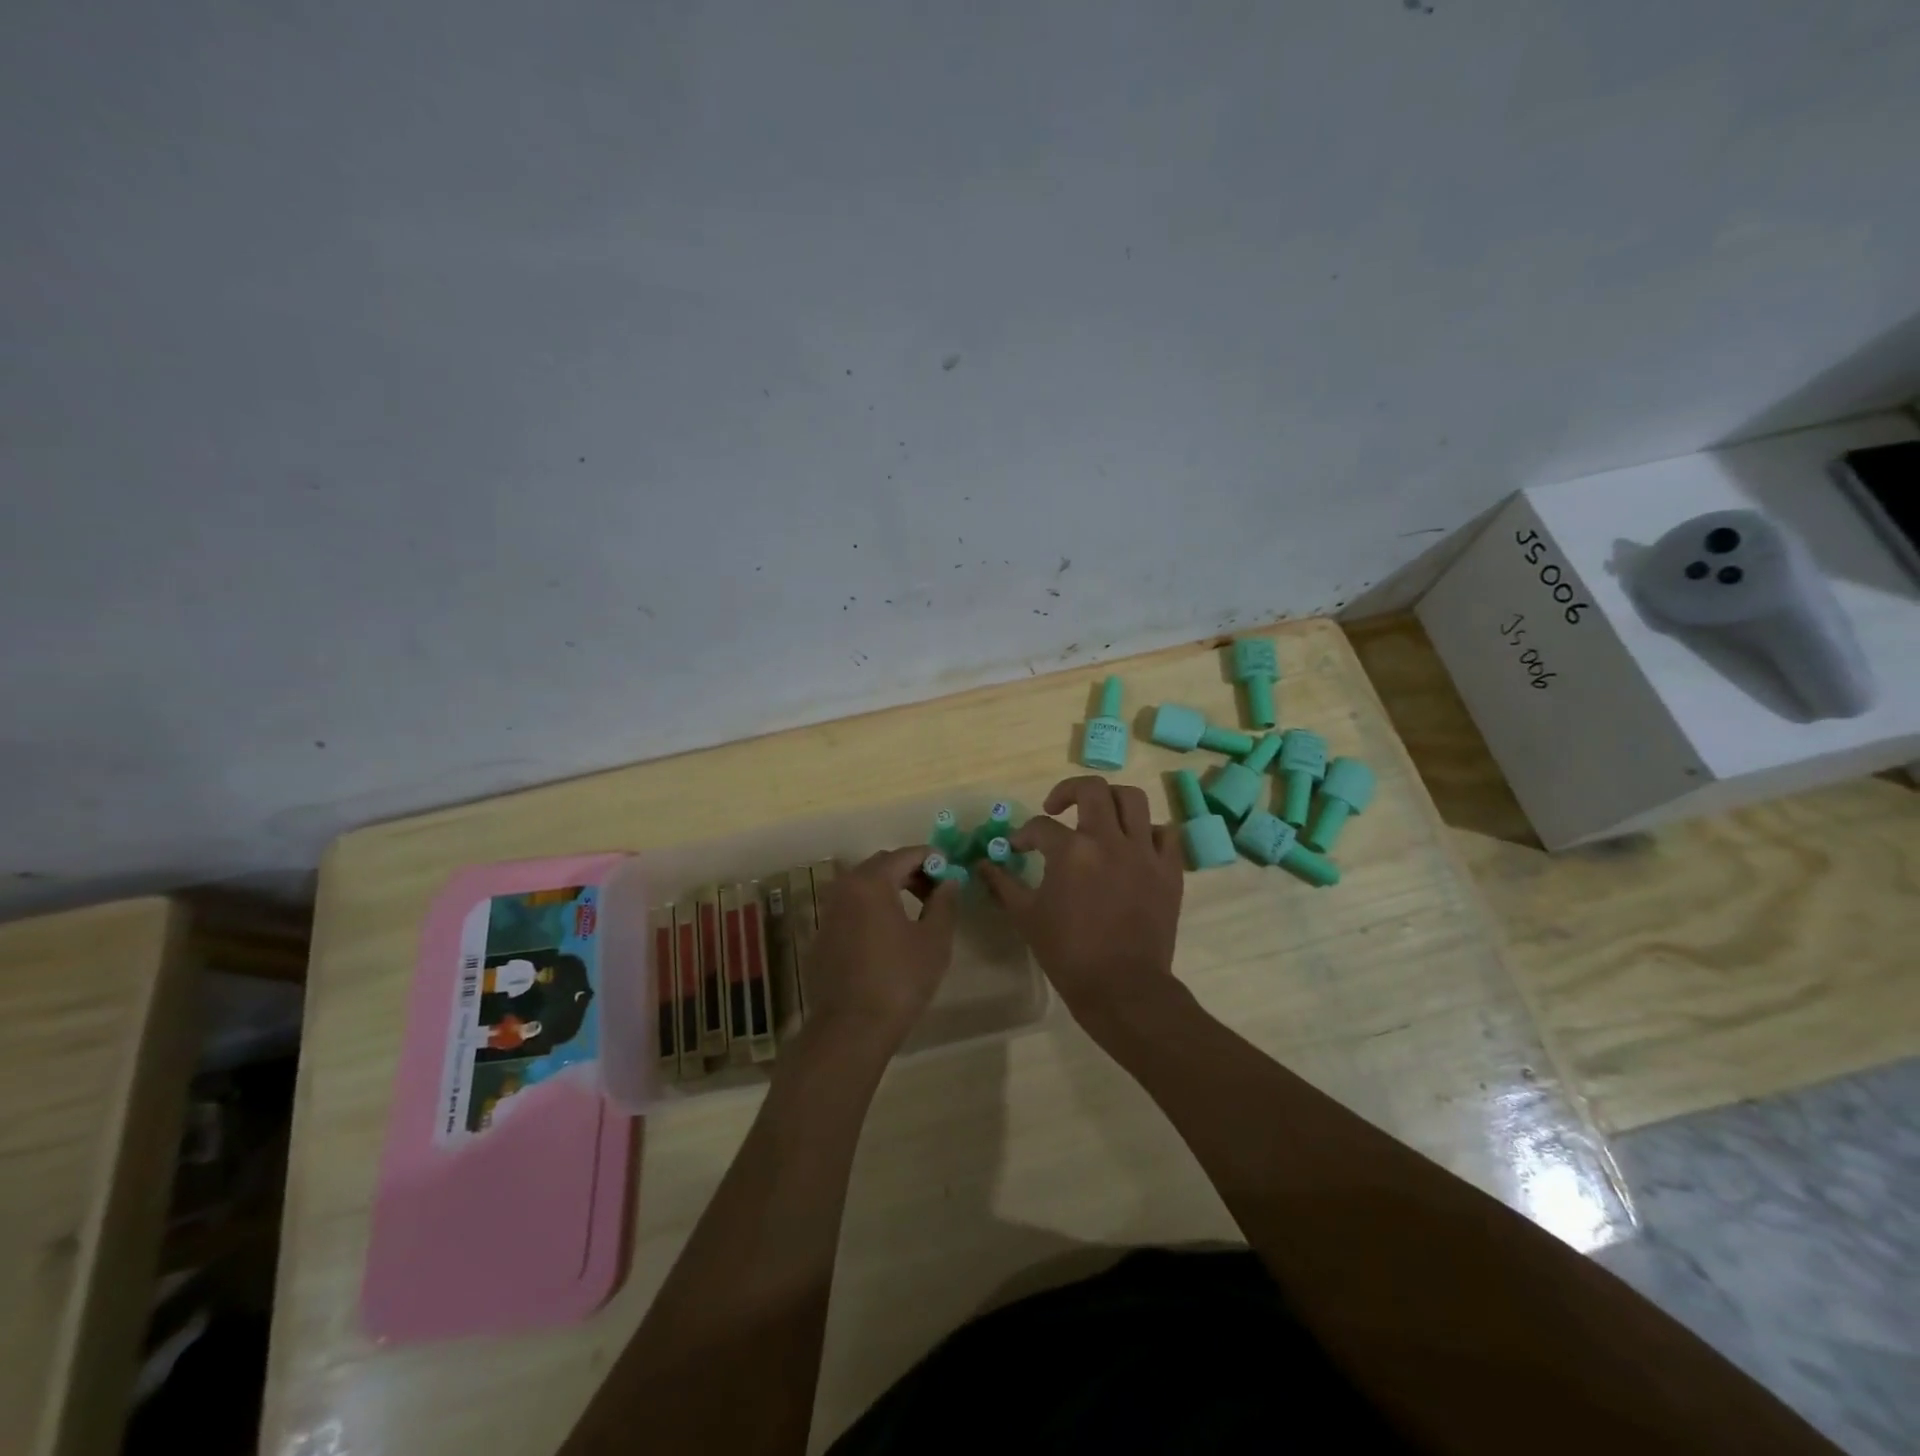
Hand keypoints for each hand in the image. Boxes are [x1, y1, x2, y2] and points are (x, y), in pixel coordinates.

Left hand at [802, 846, 959, 1051]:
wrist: (851, 1029)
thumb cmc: (899, 980)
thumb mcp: (934, 940)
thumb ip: (944, 903)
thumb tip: (949, 882)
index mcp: (870, 883)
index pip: (905, 855)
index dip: (931, 858)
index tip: (950, 872)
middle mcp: (844, 889)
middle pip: (881, 866)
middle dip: (910, 872)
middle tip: (935, 892)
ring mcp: (828, 913)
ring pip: (863, 887)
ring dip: (890, 890)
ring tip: (915, 913)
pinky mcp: (821, 937)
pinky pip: (851, 910)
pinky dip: (871, 910)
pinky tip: (888, 936)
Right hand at [977, 776, 1185, 1027]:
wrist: (1122, 988)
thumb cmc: (1068, 953)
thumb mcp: (1026, 917)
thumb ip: (1003, 884)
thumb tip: (982, 864)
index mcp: (1072, 851)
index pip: (1041, 826)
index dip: (1024, 834)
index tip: (1019, 847)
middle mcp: (1109, 840)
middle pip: (1092, 789)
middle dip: (1068, 791)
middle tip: (1056, 809)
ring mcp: (1144, 853)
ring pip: (1133, 800)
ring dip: (1111, 800)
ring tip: (1099, 815)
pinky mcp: (1169, 870)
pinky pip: (1165, 833)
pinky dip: (1148, 832)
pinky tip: (1133, 844)